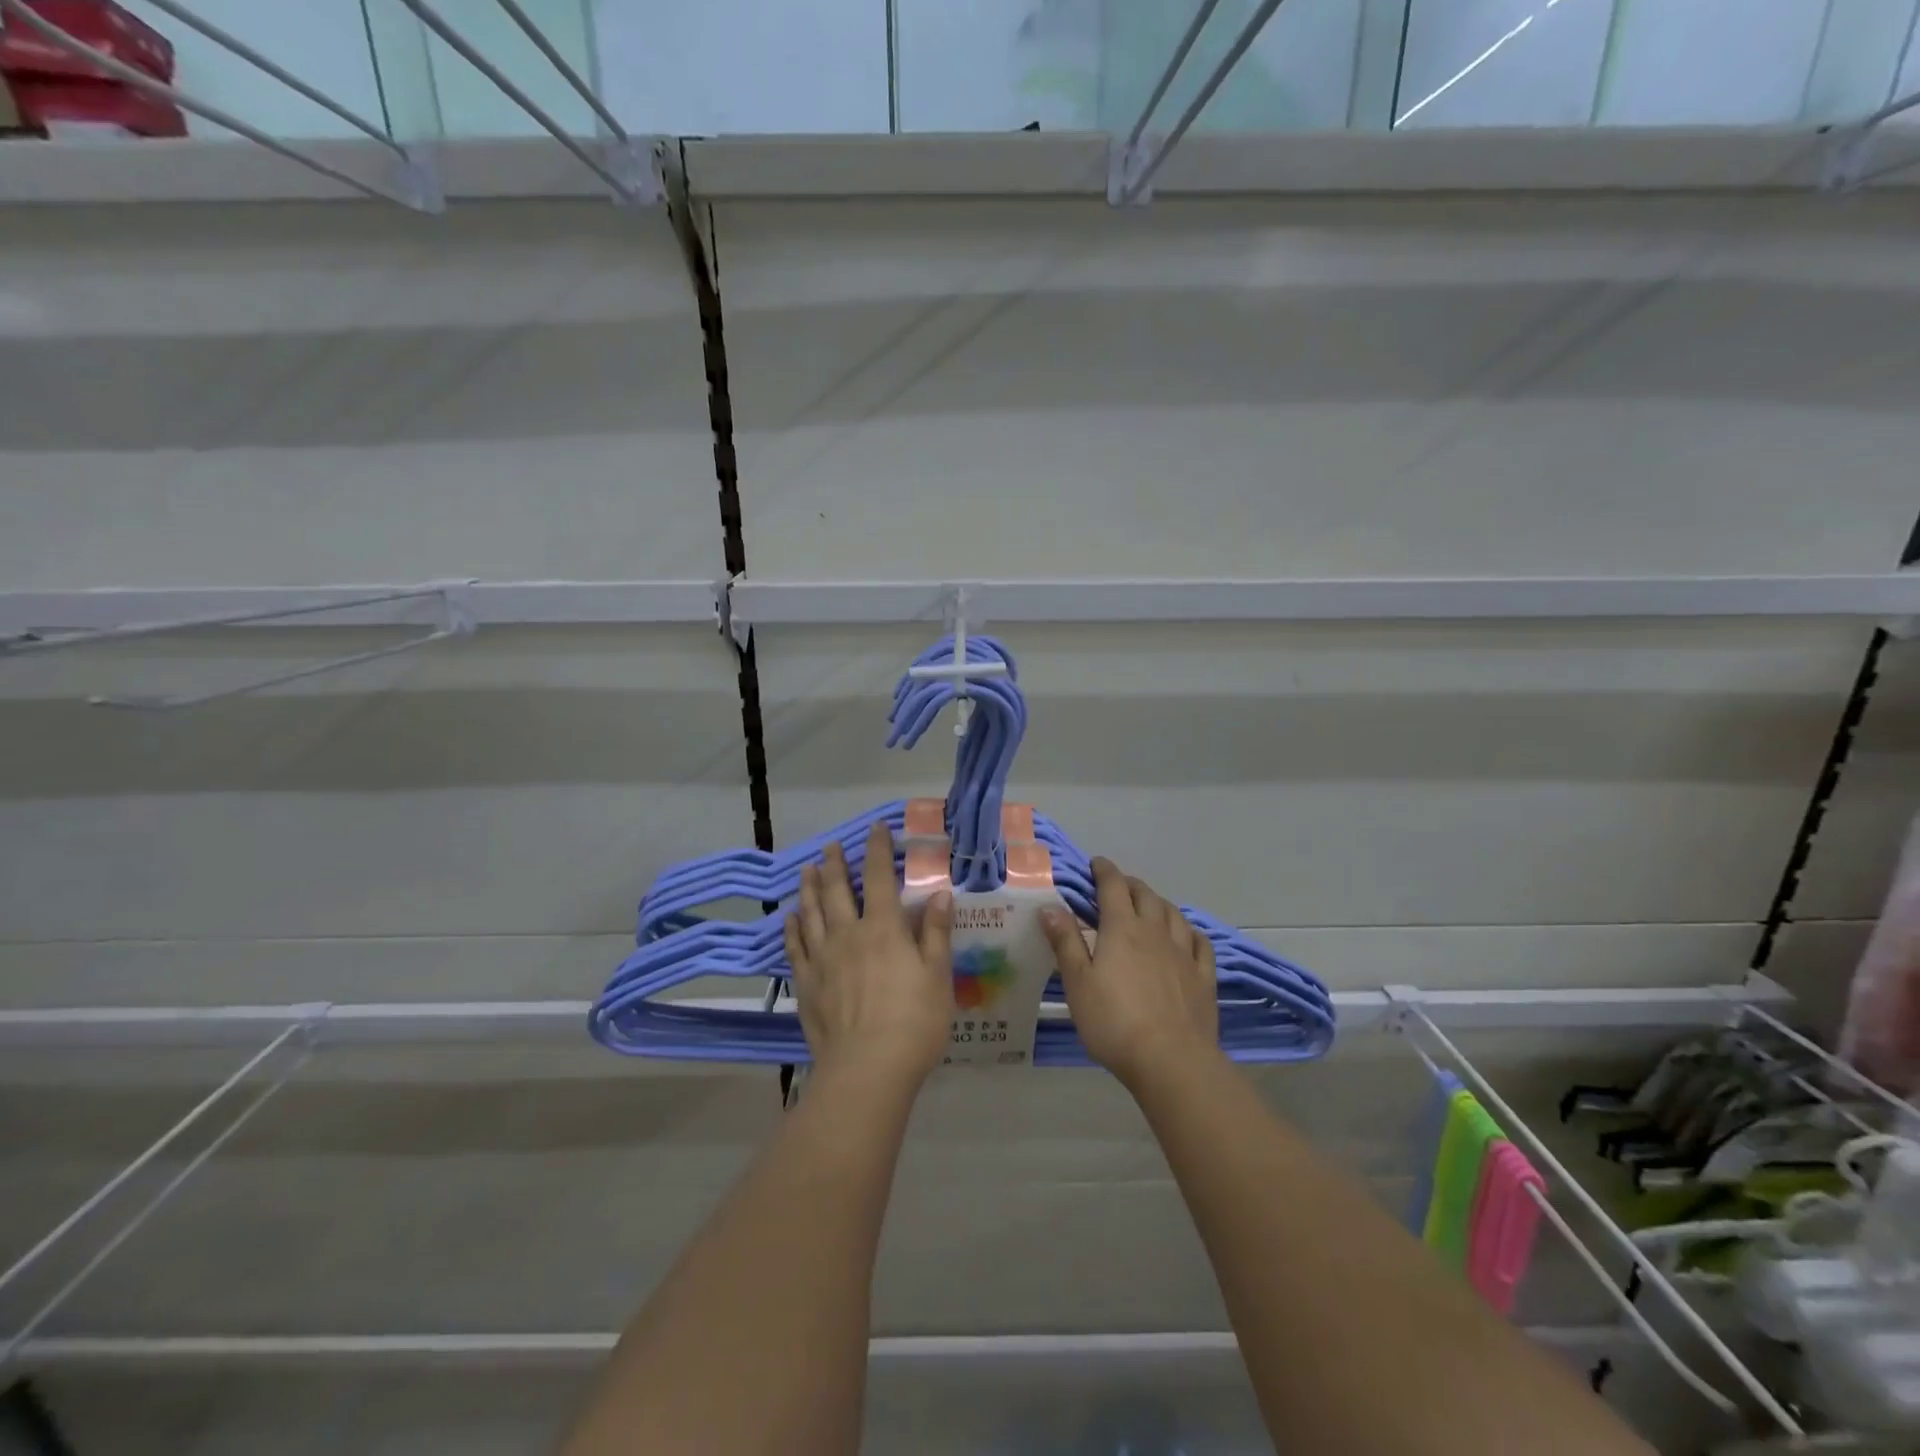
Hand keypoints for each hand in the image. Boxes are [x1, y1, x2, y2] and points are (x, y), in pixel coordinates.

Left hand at [785, 821, 954, 1089]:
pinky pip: (795, 947)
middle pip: (837, 890)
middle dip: (836, 864)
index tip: (875, 829)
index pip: (878, 878)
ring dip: (809, 888)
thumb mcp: (937, 975)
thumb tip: (939, 893)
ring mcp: (823, 958)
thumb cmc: (914, 1022)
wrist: (867, 1069)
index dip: (877, 850)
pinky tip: (790, 918)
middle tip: (831, 846)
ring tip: (807, 870)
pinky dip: (791, 928)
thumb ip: (936, 932)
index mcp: (883, 928)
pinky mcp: (806, 983)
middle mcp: (848, 934)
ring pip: (811, 913)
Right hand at [1042, 858, 1218, 1089]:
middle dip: (1129, 884)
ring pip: (1173, 914)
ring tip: (1149, 905)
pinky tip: (1186, 936)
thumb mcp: (1077, 982)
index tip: (1096, 864)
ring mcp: (1183, 954)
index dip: (1104, 871)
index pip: (1113, 887)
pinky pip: (1200, 943)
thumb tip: (1049, 907)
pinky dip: (1189, 931)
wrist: (1171, 1060)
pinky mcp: (1203, 978)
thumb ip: (1065, 942)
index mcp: (1122, 929)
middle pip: (1145, 895)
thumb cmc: (1114, 1021)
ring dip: (1158, 903)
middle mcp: (1155, 932)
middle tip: (1117, 886)